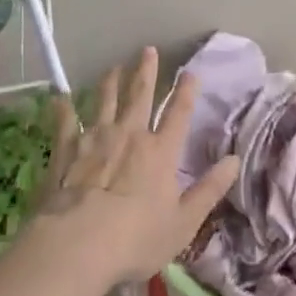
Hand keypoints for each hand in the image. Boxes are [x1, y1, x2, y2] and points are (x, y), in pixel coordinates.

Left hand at [32, 47, 240, 285]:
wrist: (76, 246)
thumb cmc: (135, 240)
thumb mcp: (183, 222)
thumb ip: (209, 190)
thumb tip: (234, 160)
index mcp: (161, 152)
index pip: (178, 114)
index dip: (186, 92)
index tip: (190, 72)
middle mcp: (130, 136)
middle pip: (140, 96)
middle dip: (146, 71)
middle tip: (147, 50)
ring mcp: (95, 139)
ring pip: (105, 101)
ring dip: (110, 82)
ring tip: (113, 67)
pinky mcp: (66, 151)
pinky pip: (65, 123)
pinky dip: (63, 109)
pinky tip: (60, 98)